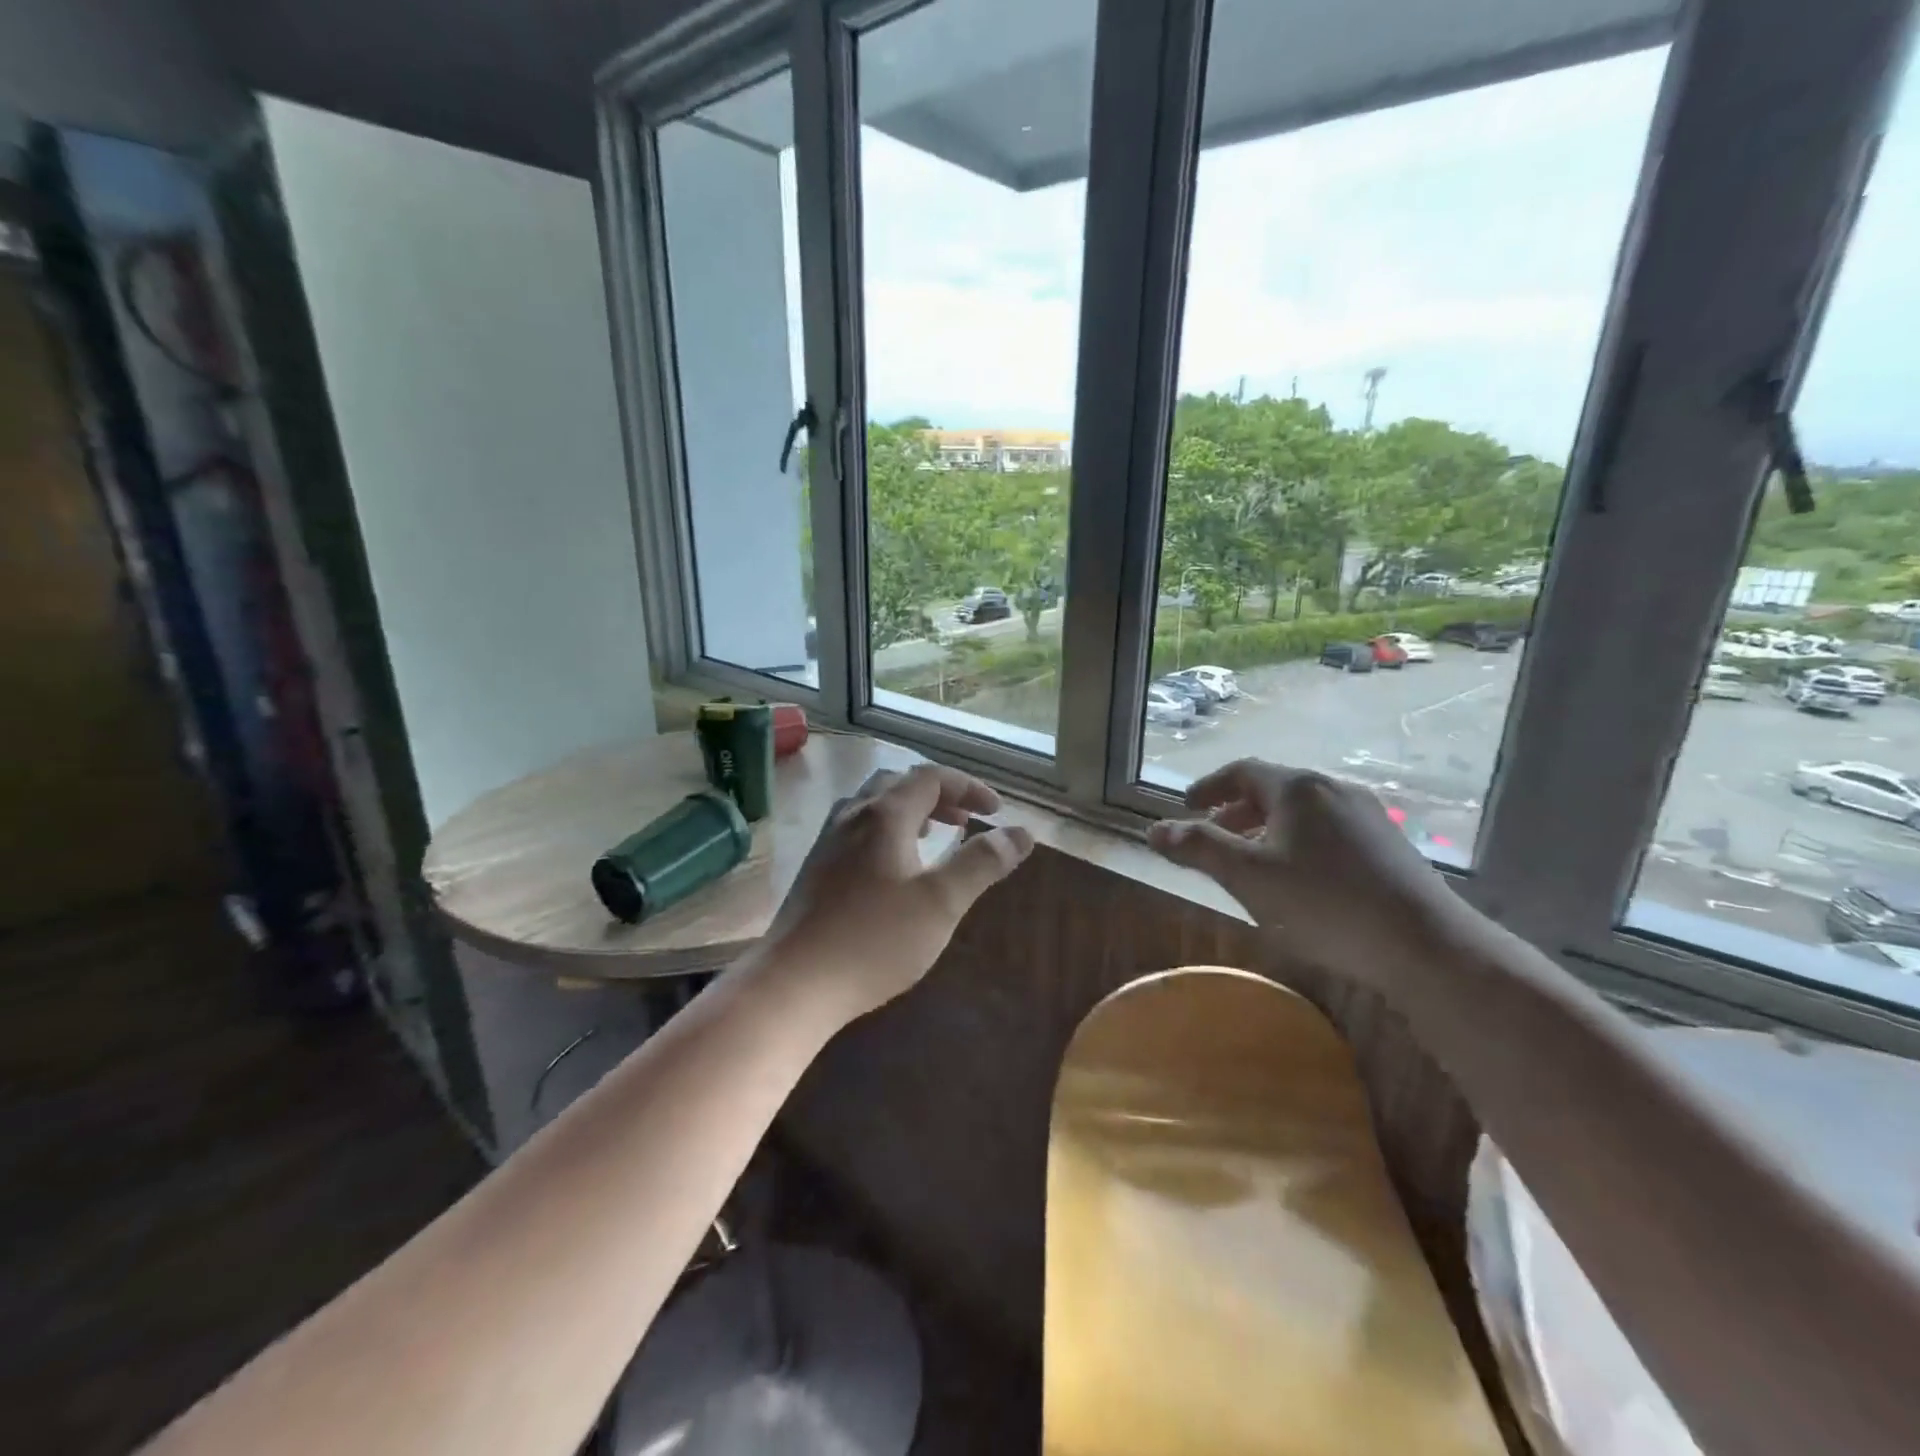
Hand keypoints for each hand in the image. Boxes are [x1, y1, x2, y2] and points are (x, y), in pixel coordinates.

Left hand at [758, 763, 1034, 1022]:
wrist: (793, 983)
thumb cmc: (874, 940)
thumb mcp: (941, 902)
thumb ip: (982, 863)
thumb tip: (1021, 833)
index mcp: (884, 815)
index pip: (931, 777)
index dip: (968, 786)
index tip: (996, 810)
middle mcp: (852, 816)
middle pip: (899, 784)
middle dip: (939, 794)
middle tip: (966, 819)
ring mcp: (827, 841)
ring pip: (874, 805)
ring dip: (910, 810)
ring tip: (933, 835)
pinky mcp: (815, 868)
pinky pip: (857, 828)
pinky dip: (887, 830)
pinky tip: (892, 867)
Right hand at [1146, 759, 1463, 983]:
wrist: (1425, 945)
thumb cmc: (1324, 904)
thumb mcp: (1248, 877)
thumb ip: (1198, 849)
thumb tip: (1153, 830)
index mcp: (1298, 788)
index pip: (1242, 771)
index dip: (1209, 786)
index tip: (1186, 805)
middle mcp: (1334, 789)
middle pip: (1274, 789)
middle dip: (1237, 810)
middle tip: (1213, 835)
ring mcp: (1368, 816)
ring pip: (1303, 812)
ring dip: (1268, 828)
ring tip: (1252, 861)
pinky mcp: (1390, 845)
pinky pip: (1329, 831)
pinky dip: (1299, 842)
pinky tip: (1300, 879)